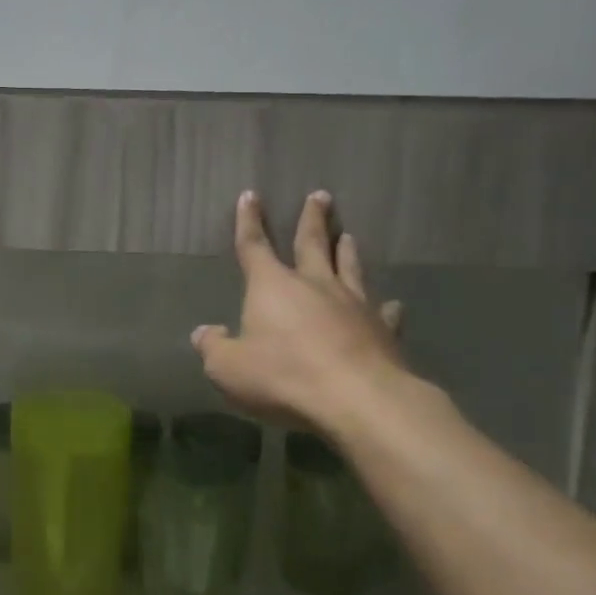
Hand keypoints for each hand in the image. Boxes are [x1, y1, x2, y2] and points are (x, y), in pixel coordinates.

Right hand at [192, 190, 407, 435]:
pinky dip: (384, 307)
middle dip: (312, 219)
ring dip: (347, 250)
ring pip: (350, 268)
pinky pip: (382, 312)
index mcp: (272, 287)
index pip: (254, 246)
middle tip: (320, 196)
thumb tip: (205, 333)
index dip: (249, 222)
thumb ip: (214, 347)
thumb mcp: (228, 368)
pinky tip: (391, 304)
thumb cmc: (282, 376)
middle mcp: (314, 285)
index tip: (250, 196)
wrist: (357, 399)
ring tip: (348, 235)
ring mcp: (354, 305)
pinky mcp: (382, 330)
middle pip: (312, 244)